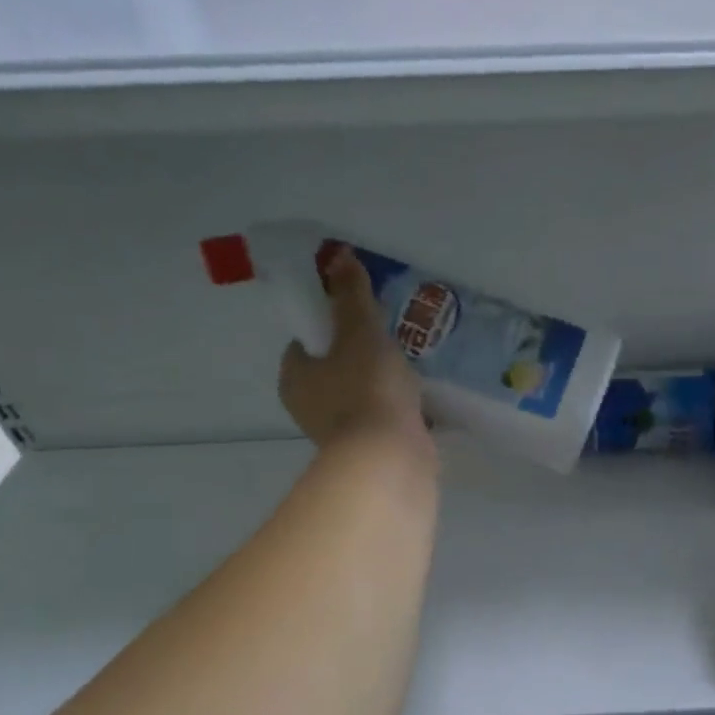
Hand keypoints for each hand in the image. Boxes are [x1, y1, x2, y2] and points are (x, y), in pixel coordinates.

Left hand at [278, 244, 427, 451]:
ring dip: (381, 386)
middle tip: (393, 343)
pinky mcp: (368, 451)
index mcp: (294, 376)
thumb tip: (338, 256)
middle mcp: (308, 407)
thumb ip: (351, 297)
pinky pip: (381, 420)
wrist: (390, 458)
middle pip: (334, 369)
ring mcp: (339, 433)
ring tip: (413, 372)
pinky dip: (396, 411)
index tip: (362, 320)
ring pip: (359, 396)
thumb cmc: (368, 390)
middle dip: (361, 356)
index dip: (331, 326)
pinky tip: (420, 404)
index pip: (306, 341)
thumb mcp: (361, 332)